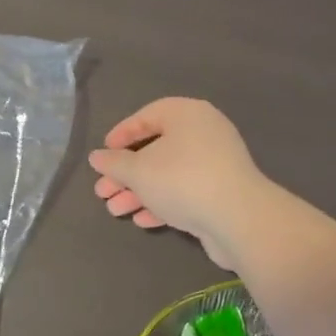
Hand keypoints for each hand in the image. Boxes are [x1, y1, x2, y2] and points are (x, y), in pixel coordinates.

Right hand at [88, 99, 267, 269]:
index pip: (147, 116)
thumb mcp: (138, 171)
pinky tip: (142, 220)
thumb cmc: (182, 180)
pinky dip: (163, 202)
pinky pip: (185, 191)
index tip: (103, 154)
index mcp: (187, 114)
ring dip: (139, 191)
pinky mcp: (222, 192)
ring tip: (114, 211)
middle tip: (103, 191)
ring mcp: (216, 163)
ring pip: (168, 173)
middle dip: (126, 173)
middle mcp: (204, 132)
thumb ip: (114, 163)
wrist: (239, 219)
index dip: (121, 135)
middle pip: (156, 149)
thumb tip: (96, 157)